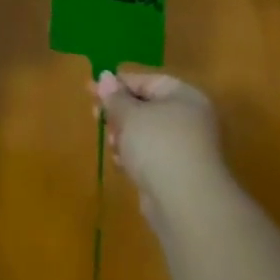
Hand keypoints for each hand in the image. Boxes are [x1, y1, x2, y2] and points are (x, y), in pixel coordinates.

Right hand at [95, 70, 230, 224]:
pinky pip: (149, 156)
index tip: (90, 89)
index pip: (147, 81)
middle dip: (119, 113)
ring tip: (113, 144)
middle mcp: (188, 119)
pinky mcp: (177, 173)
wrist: (185, 203)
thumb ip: (114, 96)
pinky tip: (122, 164)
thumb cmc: (157, 145)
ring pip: (145, 133)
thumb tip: (104, 76)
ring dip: (124, 136)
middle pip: (146, 107)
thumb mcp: (130, 114)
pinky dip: (134, 157)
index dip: (118, 84)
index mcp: (184, 96)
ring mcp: (184, 148)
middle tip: (95, 115)